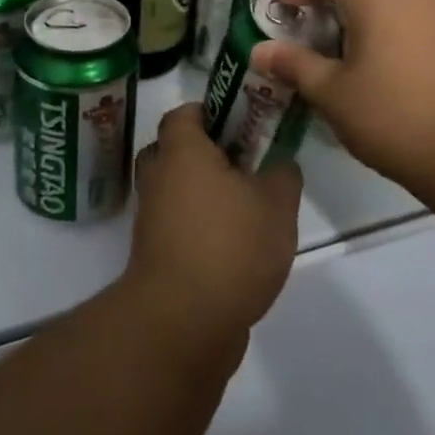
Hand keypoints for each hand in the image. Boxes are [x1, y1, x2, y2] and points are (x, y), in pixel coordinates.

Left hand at [127, 103, 300, 343]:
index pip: (184, 113)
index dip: (211, 112)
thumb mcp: (277, 204)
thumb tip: (279, 165)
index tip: (242, 123)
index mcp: (181, 151)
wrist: (184, 323)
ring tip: (245, 207)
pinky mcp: (154, 255)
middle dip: (204, 152)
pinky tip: (234, 244)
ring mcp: (151, 219)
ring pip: (174, 190)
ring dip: (201, 193)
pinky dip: (197, 227)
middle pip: (173, 149)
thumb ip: (282, 175)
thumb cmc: (230, 245)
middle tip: (242, 162)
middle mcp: (158, 177)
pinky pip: (176, 225)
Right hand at [253, 0, 434, 193]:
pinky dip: (387, 17)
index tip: (285, 18)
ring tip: (344, 45)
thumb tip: (259, 51)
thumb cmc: (394, 117)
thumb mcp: (333, 94)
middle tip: (310, 29)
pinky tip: (382, 58)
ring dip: (358, 4)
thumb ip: (294, 65)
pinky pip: (410, 5)